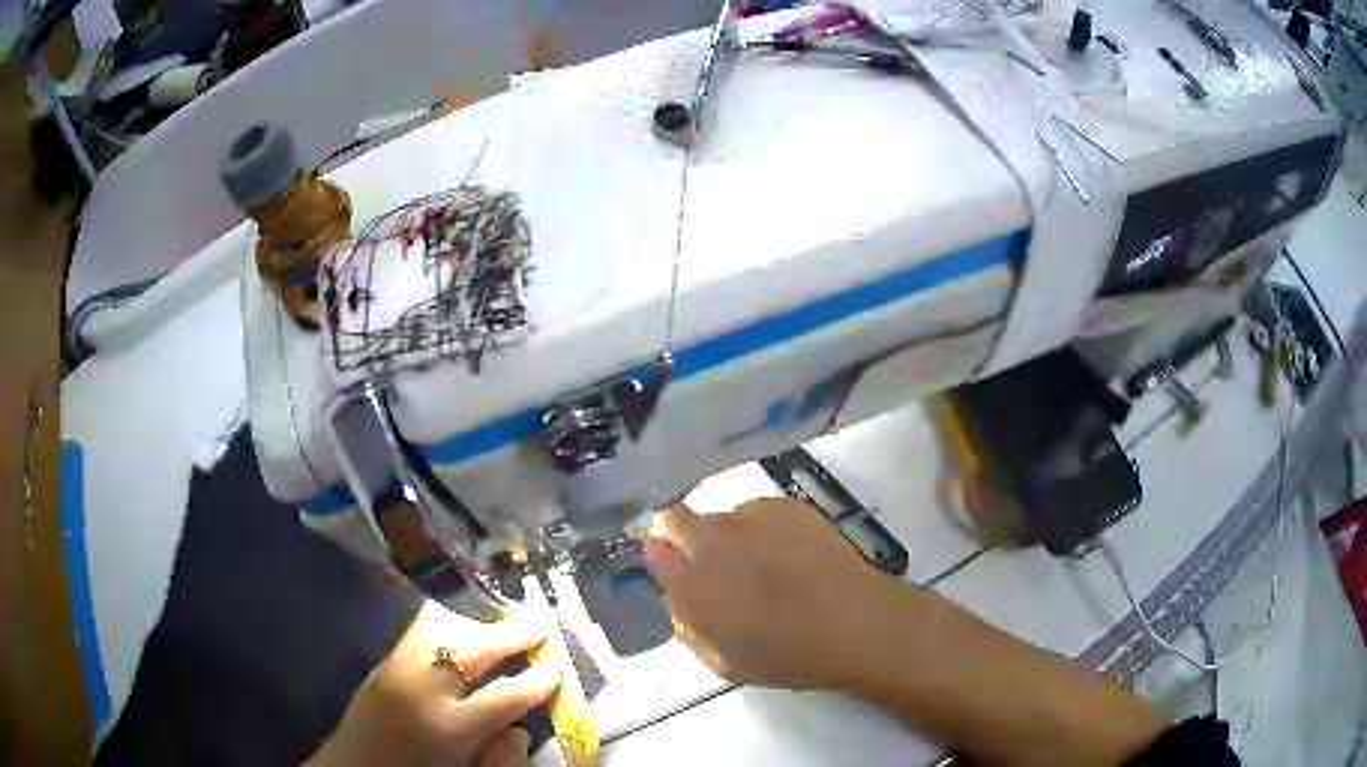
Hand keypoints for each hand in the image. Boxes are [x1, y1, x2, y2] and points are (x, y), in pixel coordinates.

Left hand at [306, 601, 560, 766]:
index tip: (558, 665)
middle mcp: (423, 688)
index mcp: (450, 728)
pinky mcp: (384, 659)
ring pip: (444, 625)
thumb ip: (500, 755)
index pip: (508, 695)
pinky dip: (446, 617)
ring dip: (478, 618)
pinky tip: (461, 619)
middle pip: (476, 647)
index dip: (540, 679)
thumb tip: (521, 727)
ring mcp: (399, 667)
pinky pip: (420, 626)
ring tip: (503, 617)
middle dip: (513, 633)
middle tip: (539, 625)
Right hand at [644, 498, 899, 690]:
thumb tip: (672, 595)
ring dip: (726, 534)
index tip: (668, 565)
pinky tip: (788, 552)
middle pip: (672, 516)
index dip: (657, 556)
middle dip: (678, 532)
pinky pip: (755, 511)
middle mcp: (713, 544)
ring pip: (719, 515)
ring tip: (761, 562)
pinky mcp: (784, 505)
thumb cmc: (790, 655)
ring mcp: (750, 518)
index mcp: (694, 587)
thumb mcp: (724, 661)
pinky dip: (760, 528)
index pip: (650, 551)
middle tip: (705, 558)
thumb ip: (688, 625)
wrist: (858, 623)